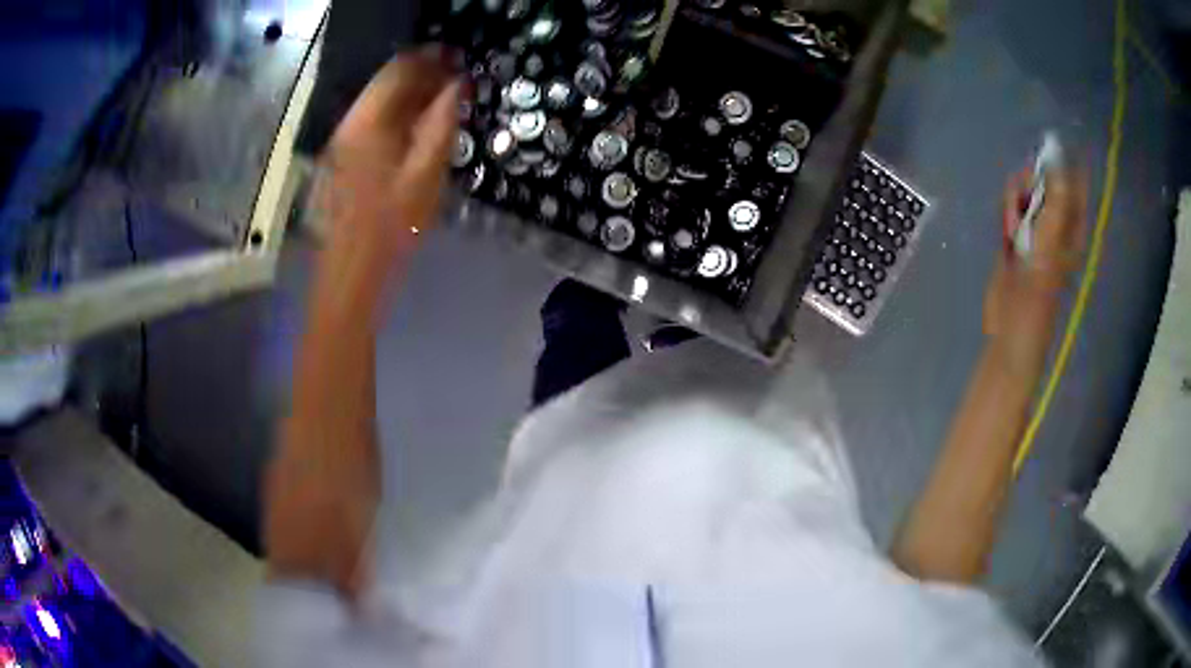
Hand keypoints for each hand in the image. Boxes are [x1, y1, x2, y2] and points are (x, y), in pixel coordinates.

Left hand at [319, 50, 459, 273]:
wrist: (352, 271)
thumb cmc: (392, 226)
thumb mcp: (427, 174)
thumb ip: (442, 123)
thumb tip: (457, 85)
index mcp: (368, 122)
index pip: (398, 70)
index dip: (430, 60)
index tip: (458, 61)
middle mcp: (350, 123)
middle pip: (386, 83)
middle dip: (421, 75)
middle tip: (455, 82)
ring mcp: (342, 141)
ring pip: (379, 102)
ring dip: (410, 96)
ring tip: (442, 103)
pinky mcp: (343, 158)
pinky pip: (373, 122)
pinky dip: (397, 116)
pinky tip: (416, 128)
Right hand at [984, 166, 1086, 348]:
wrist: (1011, 321)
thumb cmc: (1038, 288)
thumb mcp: (1050, 240)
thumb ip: (1055, 198)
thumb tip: (1056, 156)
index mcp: (1072, 225)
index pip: (1073, 184)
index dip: (1065, 162)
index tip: (1051, 143)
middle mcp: (1056, 222)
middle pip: (1045, 182)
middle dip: (1032, 180)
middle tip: (1024, 189)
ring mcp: (1035, 229)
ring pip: (1025, 193)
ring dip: (1016, 198)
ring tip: (1012, 221)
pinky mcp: (1016, 235)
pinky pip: (1012, 207)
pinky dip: (1007, 211)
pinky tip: (1006, 228)